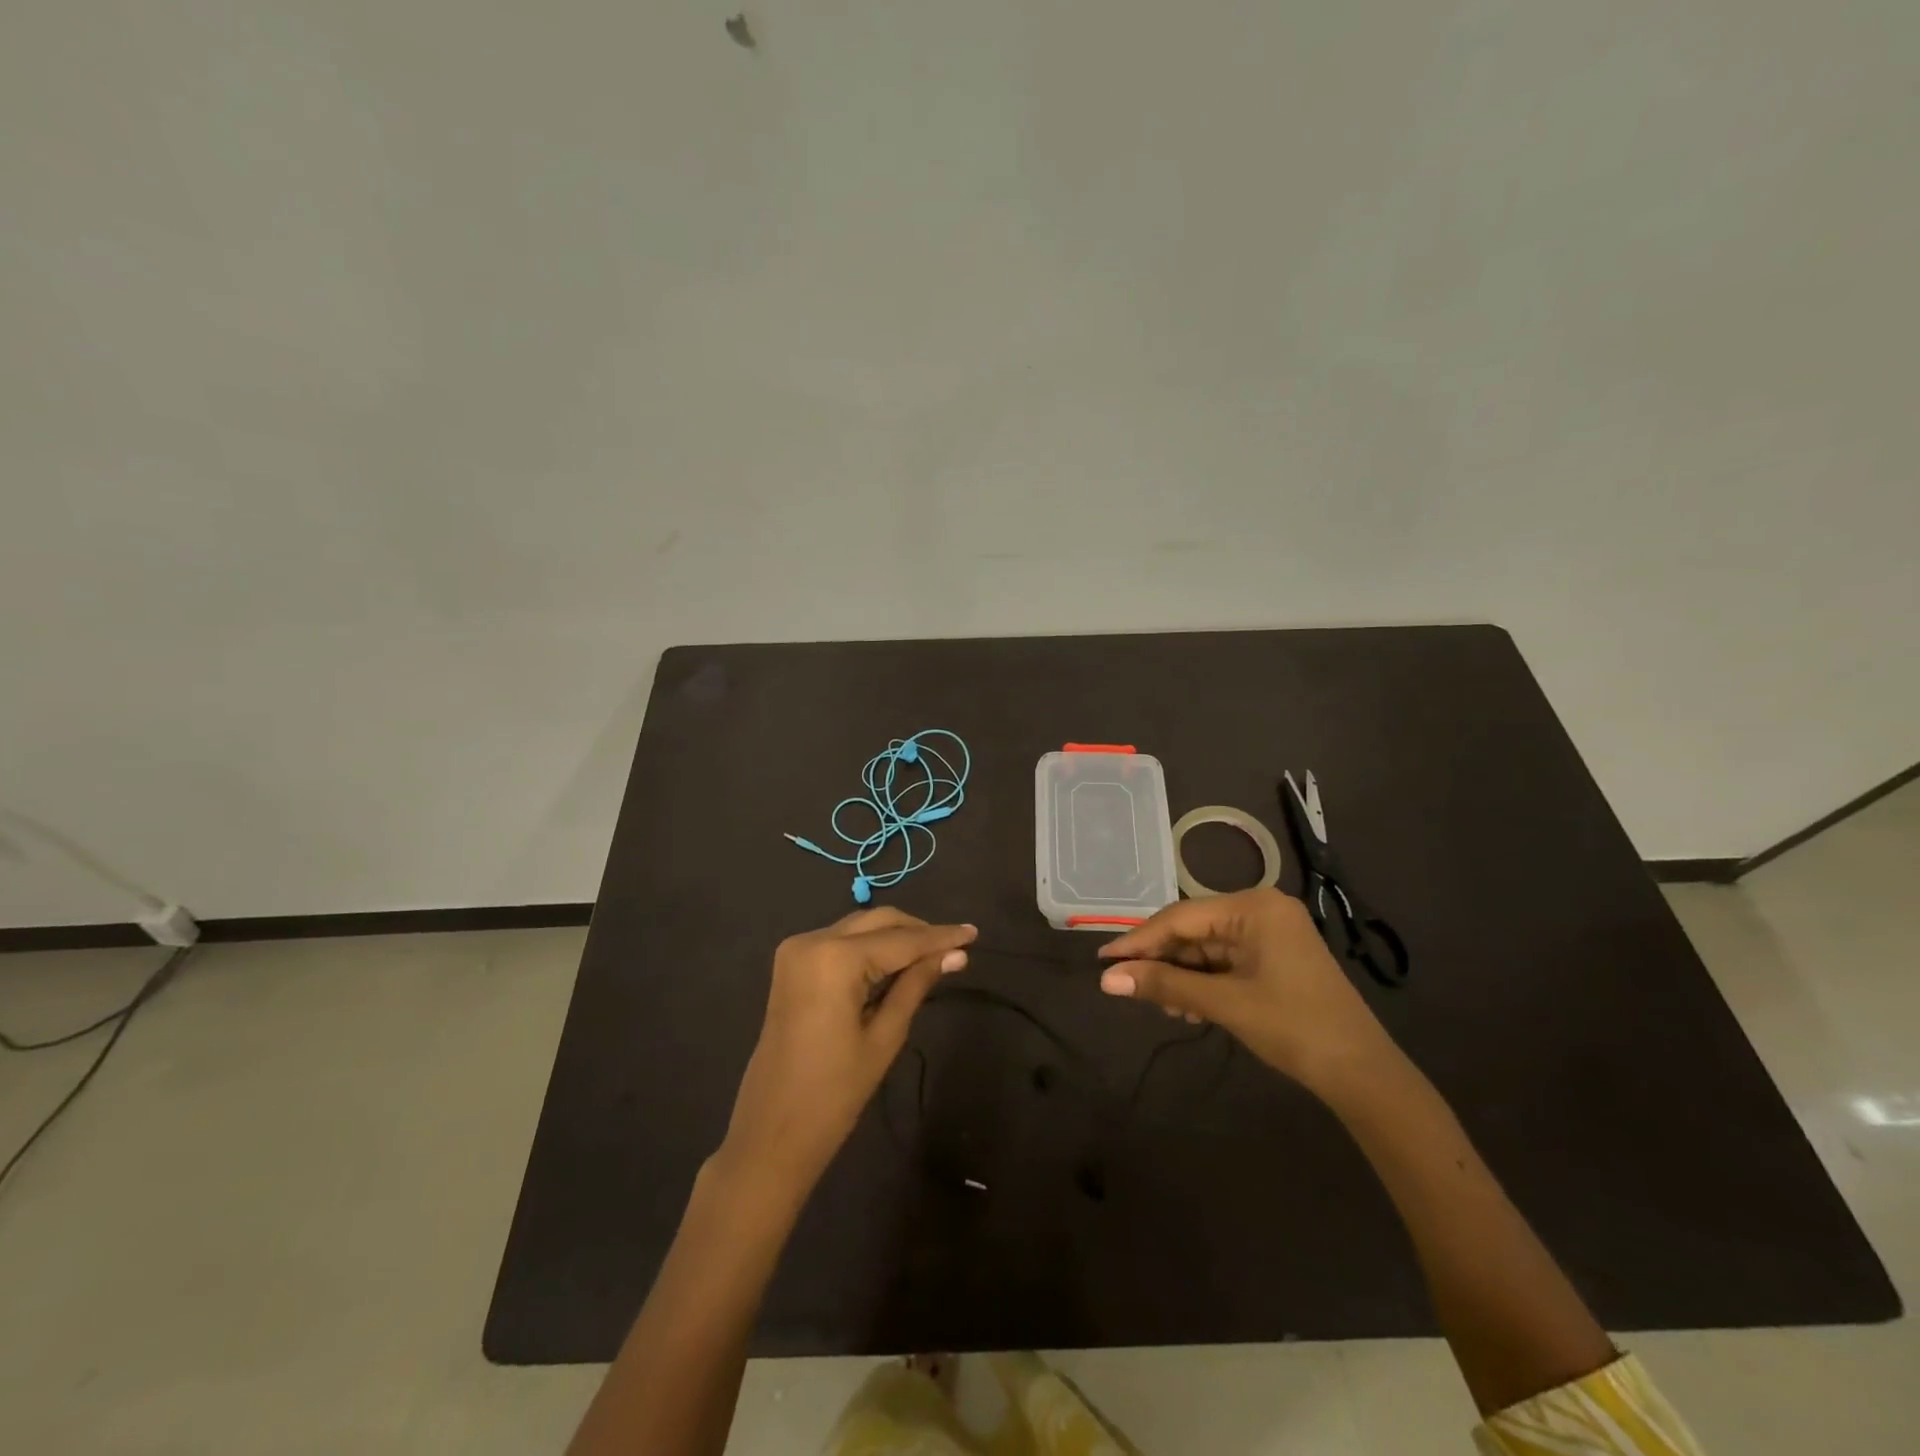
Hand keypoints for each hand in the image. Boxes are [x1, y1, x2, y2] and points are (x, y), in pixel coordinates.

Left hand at [720, 908, 976, 1198]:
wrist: (771, 1133)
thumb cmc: (834, 1093)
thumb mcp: (884, 1037)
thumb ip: (917, 985)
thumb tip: (956, 955)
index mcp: (835, 958)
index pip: (901, 940)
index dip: (940, 936)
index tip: (974, 933)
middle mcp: (812, 940)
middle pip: (878, 922)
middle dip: (918, 931)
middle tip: (956, 947)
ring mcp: (796, 950)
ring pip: (859, 928)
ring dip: (895, 937)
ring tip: (934, 955)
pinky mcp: (791, 964)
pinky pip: (840, 942)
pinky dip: (870, 947)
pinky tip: (897, 962)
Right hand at [1096, 887, 1393, 1096]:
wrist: (1363, 1074)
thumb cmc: (1294, 1027)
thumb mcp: (1224, 1003)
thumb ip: (1164, 985)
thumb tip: (1107, 979)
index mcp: (1254, 907)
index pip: (1181, 917)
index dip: (1139, 940)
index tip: (1103, 960)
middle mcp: (1261, 910)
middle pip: (1193, 930)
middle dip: (1163, 962)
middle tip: (1130, 988)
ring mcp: (1270, 934)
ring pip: (1206, 948)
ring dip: (1182, 976)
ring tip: (1165, 1007)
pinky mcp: (1274, 959)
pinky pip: (1224, 962)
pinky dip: (1203, 982)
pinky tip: (1188, 1007)